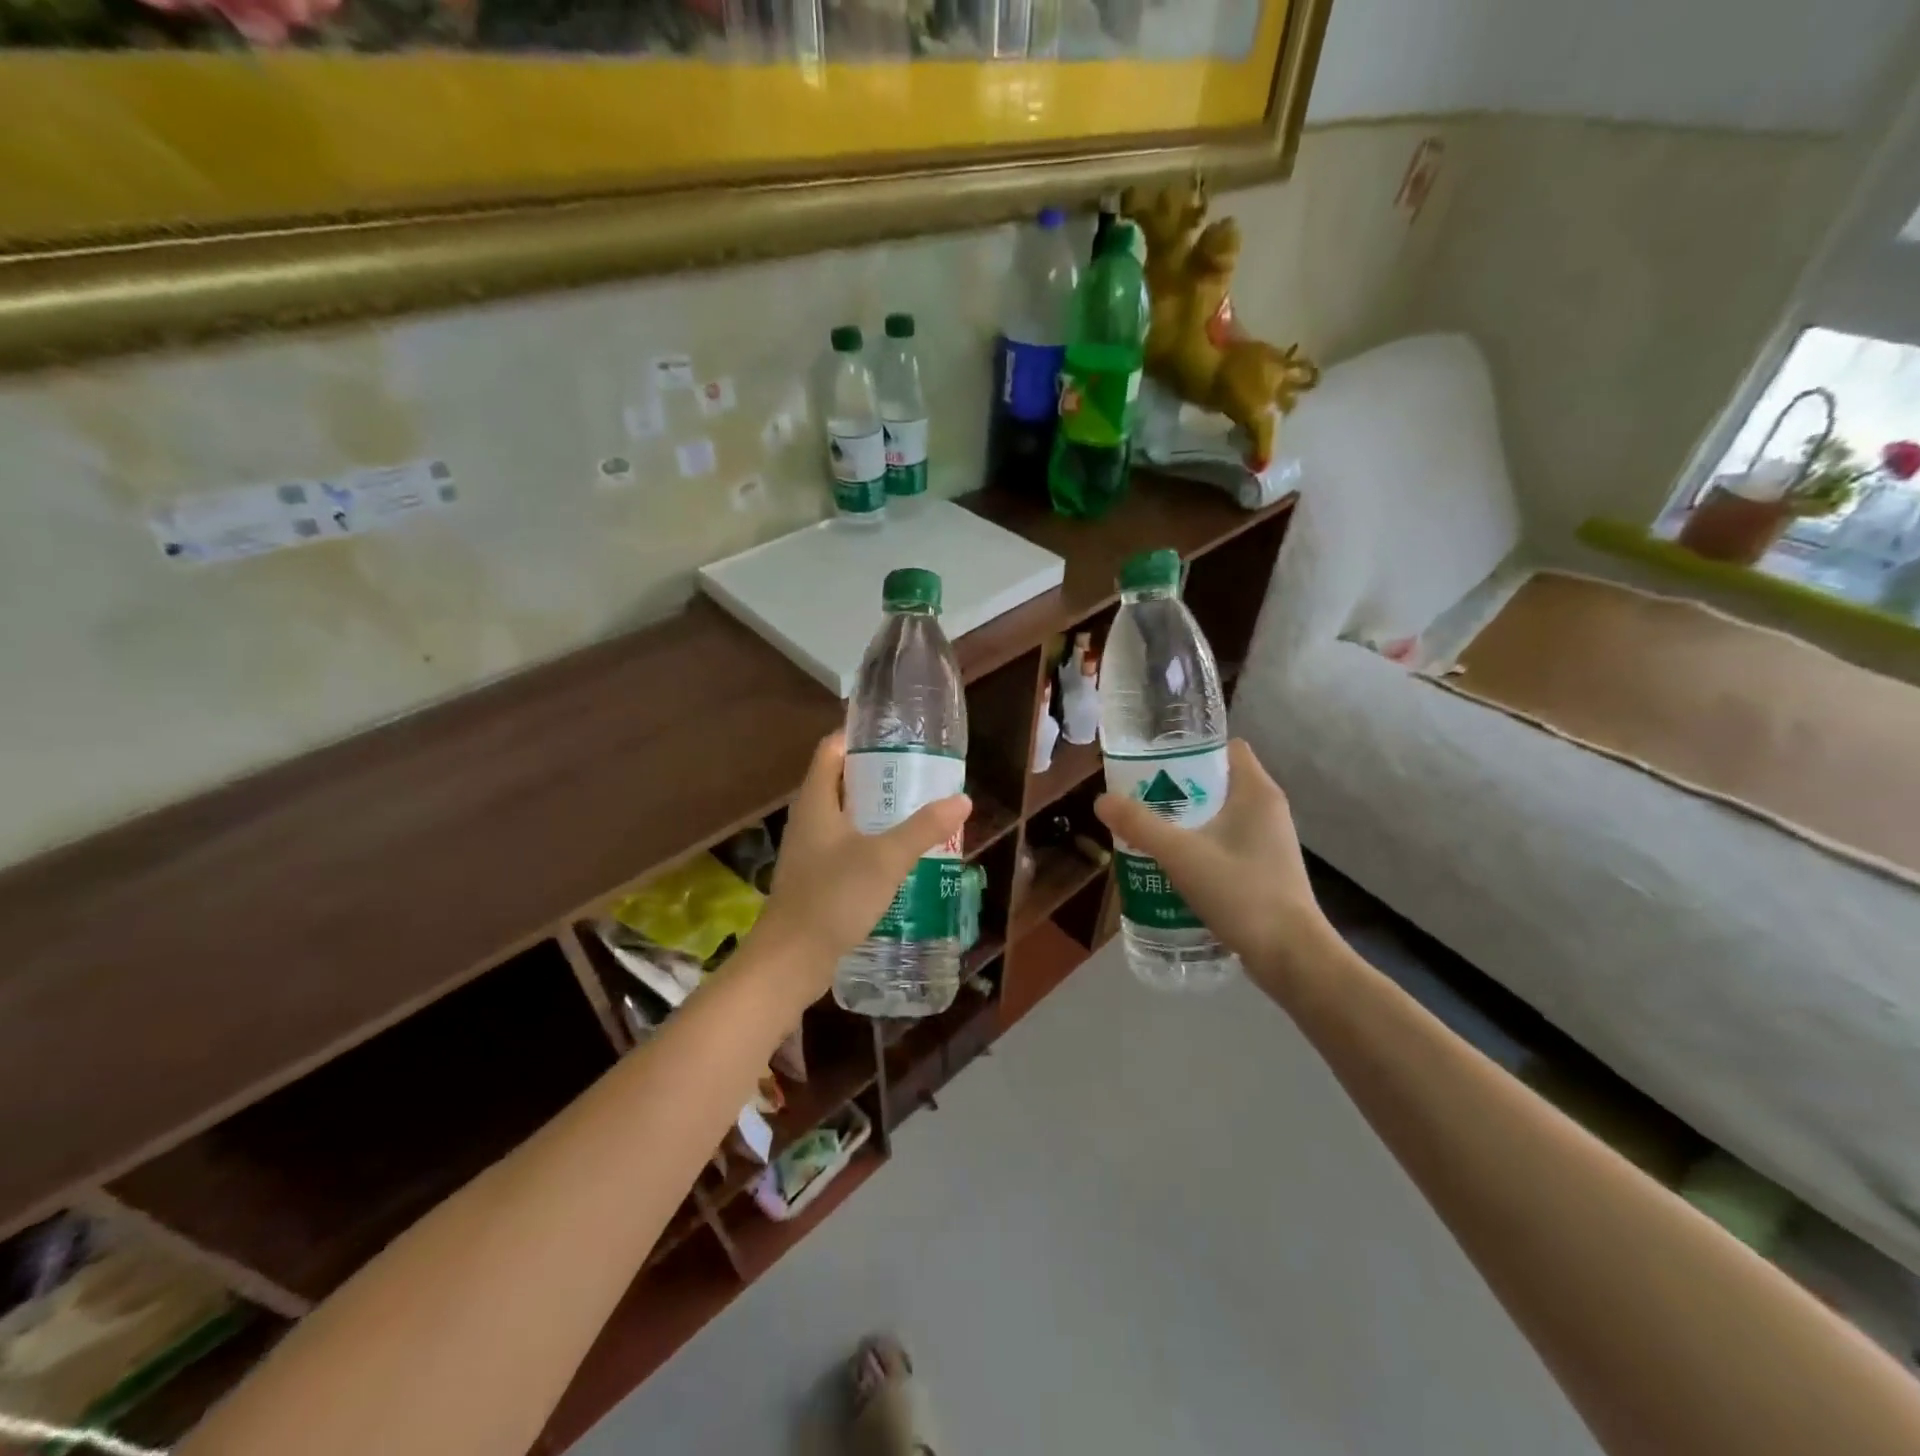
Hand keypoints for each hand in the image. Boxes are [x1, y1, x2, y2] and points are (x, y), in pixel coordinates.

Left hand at [754, 732, 970, 989]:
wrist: (791, 960)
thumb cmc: (833, 897)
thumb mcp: (885, 859)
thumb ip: (924, 828)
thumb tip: (962, 800)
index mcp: (816, 801)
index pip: (832, 749)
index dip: (859, 735)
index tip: (895, 734)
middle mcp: (808, 818)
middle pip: (840, 780)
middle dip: (877, 773)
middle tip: (917, 772)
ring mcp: (809, 849)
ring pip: (844, 815)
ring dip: (875, 809)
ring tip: (915, 807)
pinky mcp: (815, 876)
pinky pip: (845, 844)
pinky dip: (869, 838)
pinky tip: (897, 853)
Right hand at [1094, 739, 1335, 995]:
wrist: (1291, 956)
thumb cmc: (1242, 893)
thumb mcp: (1182, 855)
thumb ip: (1140, 825)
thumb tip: (1101, 800)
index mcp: (1256, 792)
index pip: (1225, 748)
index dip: (1190, 747)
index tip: (1153, 759)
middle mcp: (1267, 809)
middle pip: (1216, 781)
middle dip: (1178, 786)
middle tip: (1140, 796)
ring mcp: (1269, 841)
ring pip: (1220, 814)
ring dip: (1186, 819)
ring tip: (1149, 829)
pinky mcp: (1265, 869)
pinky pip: (1226, 842)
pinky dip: (1200, 845)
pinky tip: (1172, 864)